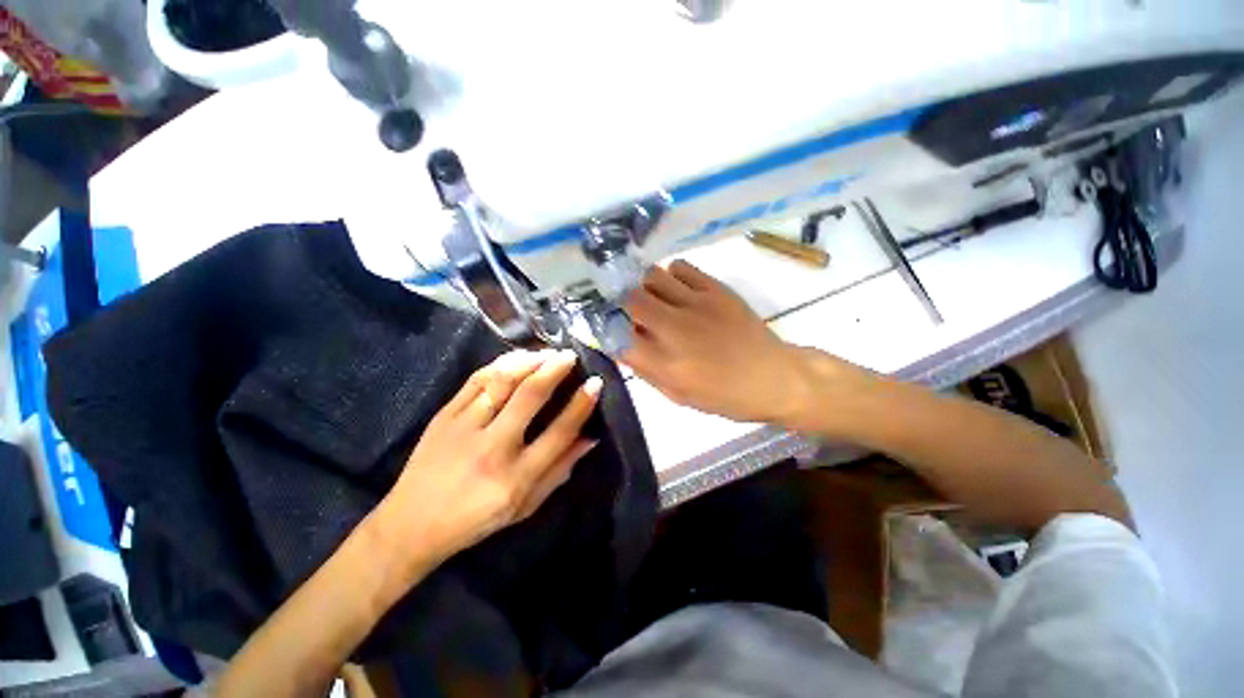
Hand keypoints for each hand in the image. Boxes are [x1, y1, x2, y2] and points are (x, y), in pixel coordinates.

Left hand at [376, 349, 601, 570]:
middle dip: (555, 370)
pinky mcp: (444, 416)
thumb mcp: (525, 506)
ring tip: (547, 352)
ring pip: (502, 381)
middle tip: (571, 355)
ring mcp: (464, 428)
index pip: (558, 433)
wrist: (411, 525)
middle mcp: (492, 449)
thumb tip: (590, 438)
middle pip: (530, 397)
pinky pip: (476, 380)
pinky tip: (517, 358)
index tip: (595, 383)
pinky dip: (501, 364)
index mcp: (515, 478)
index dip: (581, 405)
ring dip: (529, 361)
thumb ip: (559, 471)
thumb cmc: (476, 520)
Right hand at [621, 261, 816, 425]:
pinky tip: (676, 288)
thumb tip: (622, 346)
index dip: (606, 328)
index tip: (607, 327)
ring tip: (651, 296)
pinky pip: (680, 267)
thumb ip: (646, 371)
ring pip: (652, 276)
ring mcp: (697, 304)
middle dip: (619, 301)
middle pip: (630, 299)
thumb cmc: (725, 396)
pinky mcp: (716, 289)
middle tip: (624, 306)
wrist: (774, 377)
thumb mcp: (679, 396)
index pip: (617, 336)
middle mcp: (676, 330)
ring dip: (643, 286)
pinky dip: (670, 275)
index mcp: (666, 364)